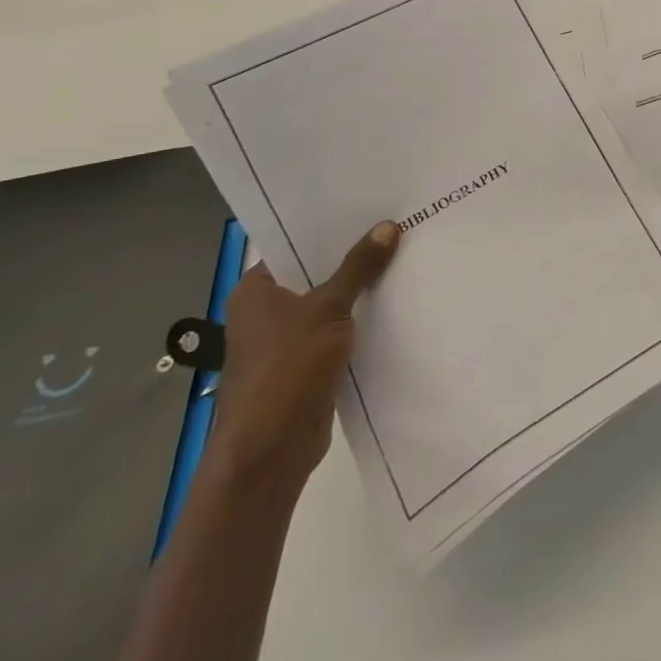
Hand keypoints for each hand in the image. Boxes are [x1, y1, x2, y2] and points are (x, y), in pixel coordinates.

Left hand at [206, 222, 400, 500]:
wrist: (270, 452)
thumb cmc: (287, 368)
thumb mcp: (328, 308)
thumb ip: (359, 267)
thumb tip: (388, 226)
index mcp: (255, 291)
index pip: (294, 246)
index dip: (330, 228)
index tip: (369, 208)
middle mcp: (265, 312)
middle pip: (315, 274)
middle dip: (353, 258)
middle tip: (396, 227)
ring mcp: (286, 342)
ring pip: (330, 304)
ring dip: (360, 291)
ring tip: (404, 258)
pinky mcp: (307, 367)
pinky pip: (338, 332)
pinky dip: (361, 321)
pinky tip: (396, 304)